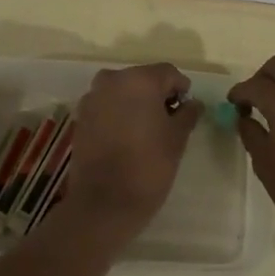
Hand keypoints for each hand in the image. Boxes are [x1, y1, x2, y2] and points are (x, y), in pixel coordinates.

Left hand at [64, 63, 201, 226]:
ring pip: (122, 92)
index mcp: (139, 80)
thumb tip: (193, 104)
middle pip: (142, 79)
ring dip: (136, 104)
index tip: (187, 111)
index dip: (181, 89)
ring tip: (147, 131)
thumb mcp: (177, 139)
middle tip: (169, 122)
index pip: (168, 73)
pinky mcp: (80, 117)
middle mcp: (112, 80)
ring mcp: (92, 98)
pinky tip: (126, 138)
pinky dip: (118, 114)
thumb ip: (187, 114)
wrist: (104, 202)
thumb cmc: (149, 166)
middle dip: (157, 95)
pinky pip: (106, 106)